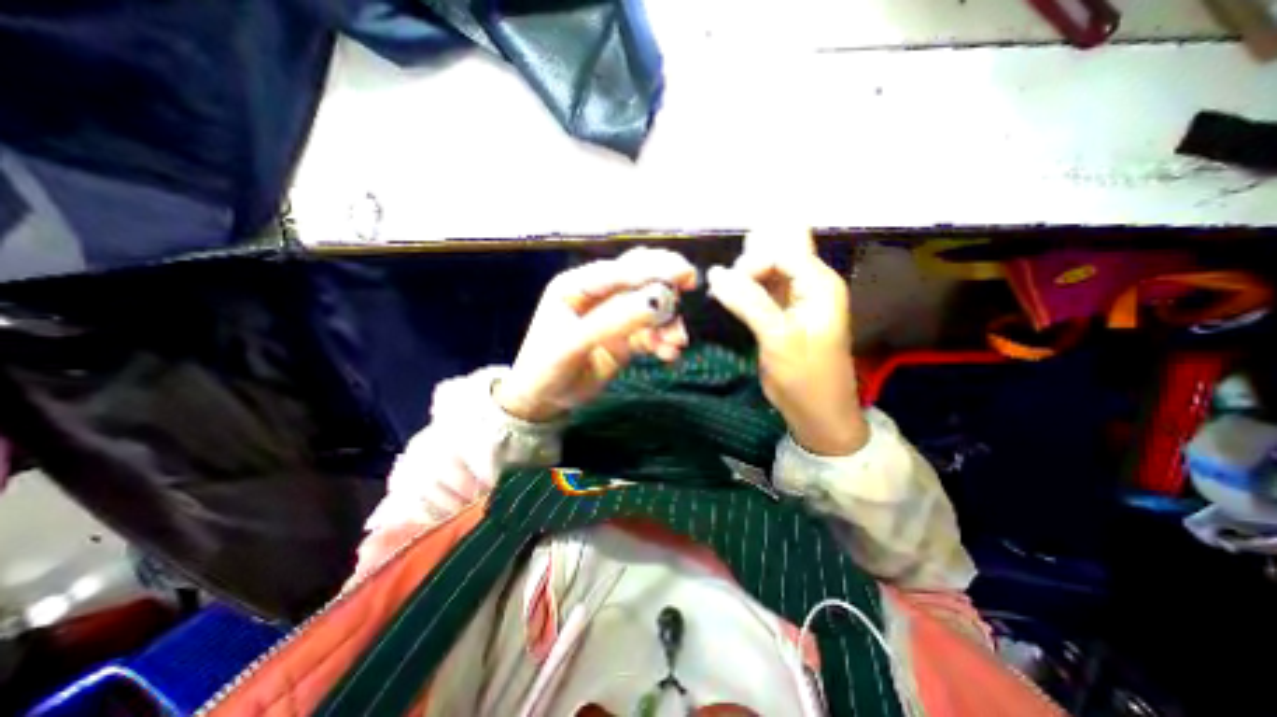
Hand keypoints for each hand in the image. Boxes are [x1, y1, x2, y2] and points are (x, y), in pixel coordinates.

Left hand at [496, 250, 696, 421]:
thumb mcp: (574, 343)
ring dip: (668, 322)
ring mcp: (614, 316)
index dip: (653, 268)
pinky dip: (663, 341)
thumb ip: (613, 321)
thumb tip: (657, 301)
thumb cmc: (546, 367)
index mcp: (578, 285)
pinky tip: (669, 354)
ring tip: (676, 343)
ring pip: (650, 308)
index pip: (621, 269)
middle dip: (665, 286)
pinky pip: (652, 333)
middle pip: (640, 279)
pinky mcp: (626, 338)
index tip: (684, 274)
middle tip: (691, 287)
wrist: (544, 401)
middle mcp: (599, 295)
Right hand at [704, 228, 873, 455]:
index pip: (782, 251)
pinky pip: (763, 289)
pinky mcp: (783, 313)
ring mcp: (796, 298)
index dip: (753, 262)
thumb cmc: (804, 376)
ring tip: (724, 286)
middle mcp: (810, 284)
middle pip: (777, 253)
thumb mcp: (778, 337)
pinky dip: (745, 289)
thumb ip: (748, 301)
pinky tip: (728, 294)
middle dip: (749, 261)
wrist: (817, 412)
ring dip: (744, 275)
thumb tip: (715, 273)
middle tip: (725, 283)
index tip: (729, 286)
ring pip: (767, 270)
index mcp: (819, 284)